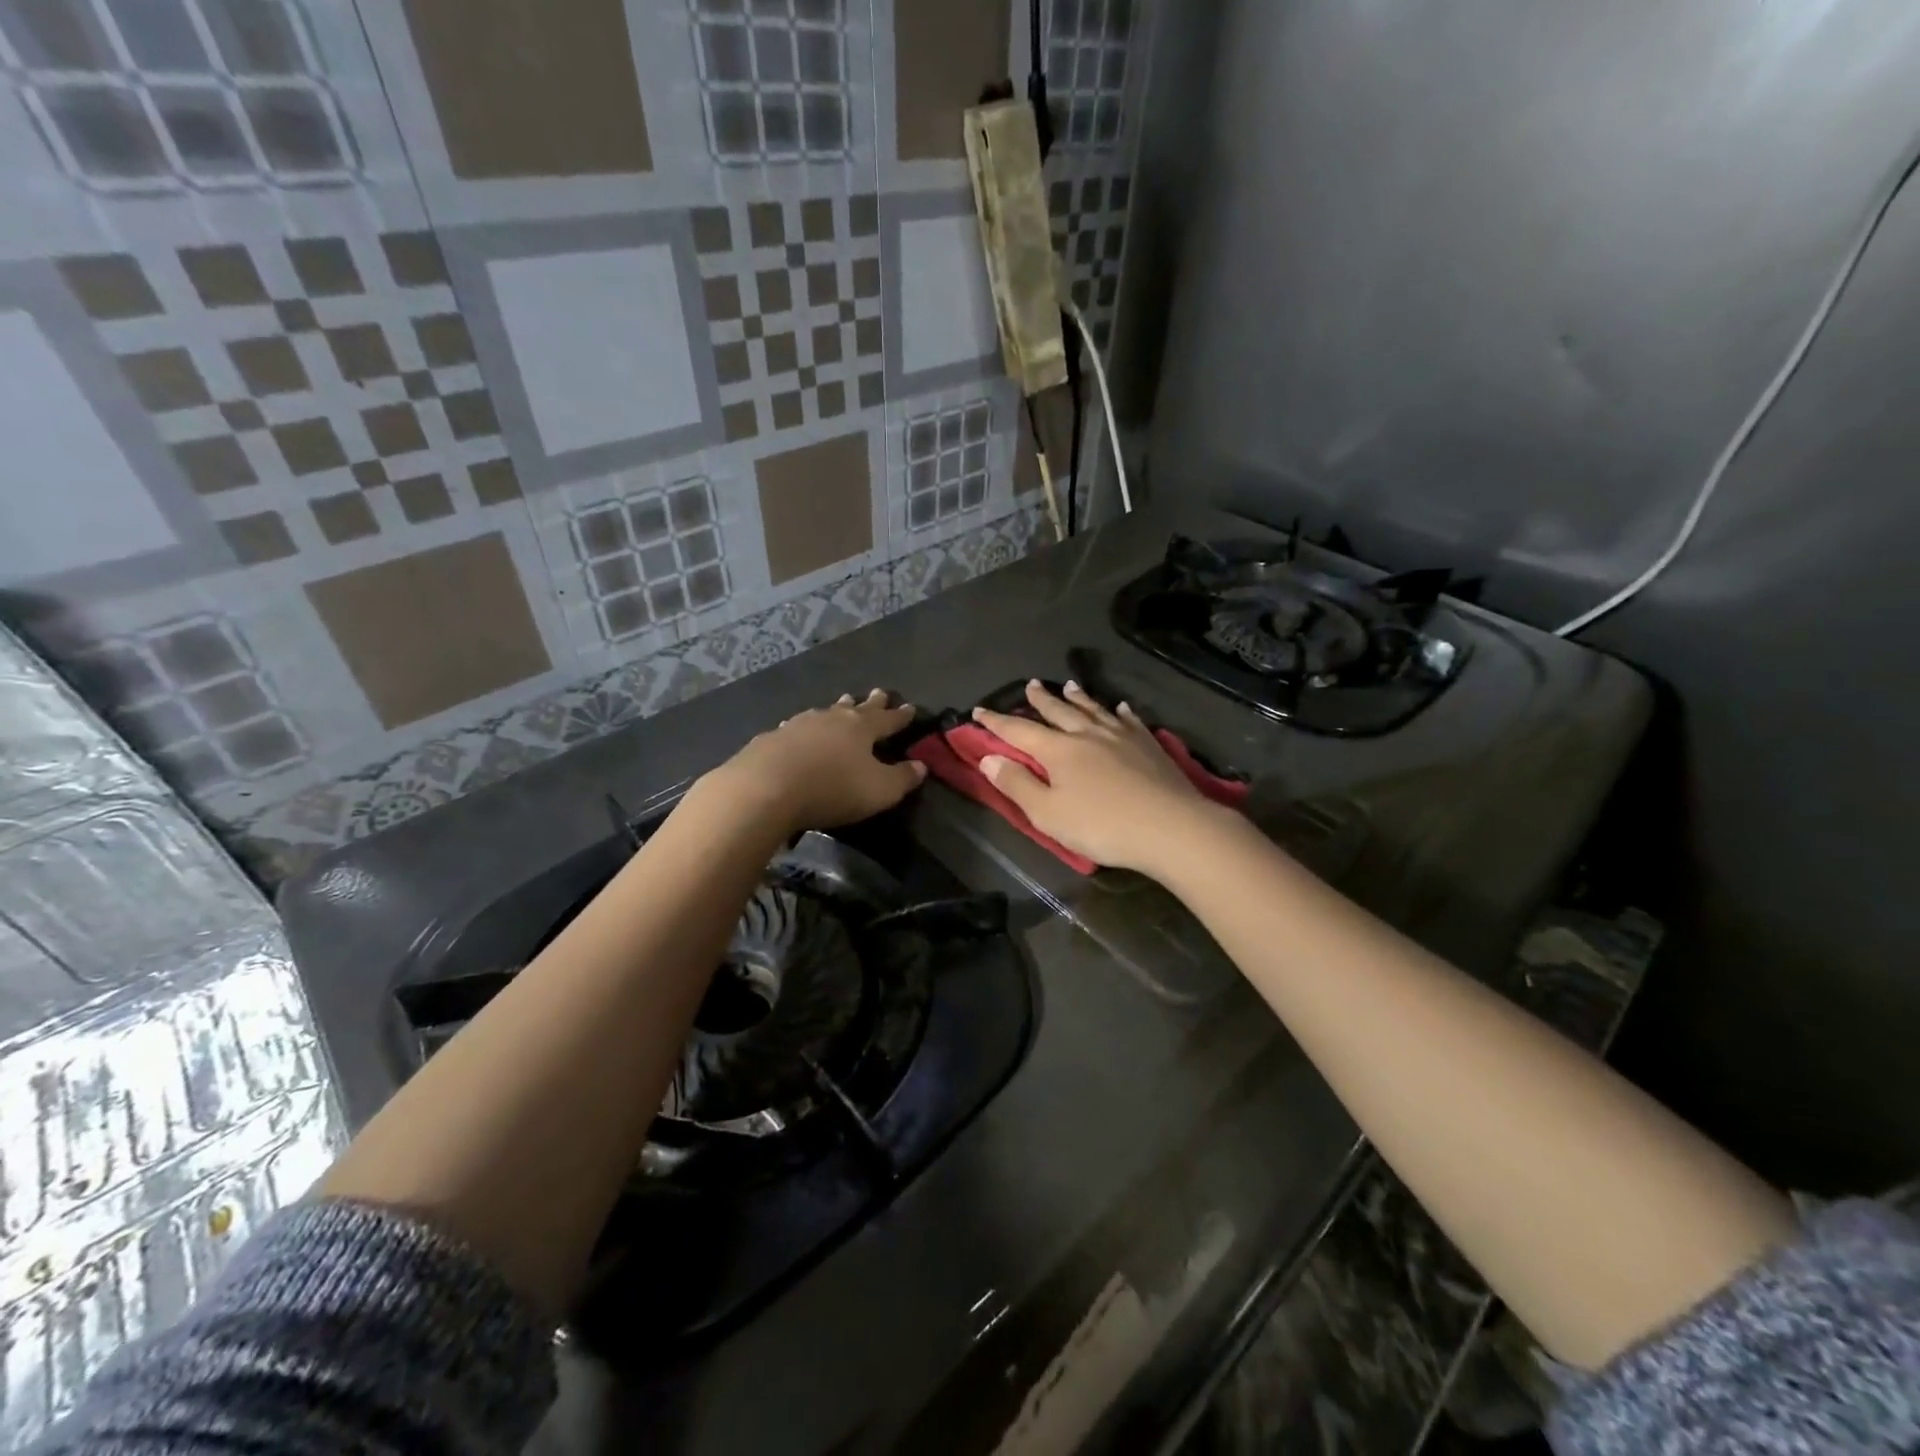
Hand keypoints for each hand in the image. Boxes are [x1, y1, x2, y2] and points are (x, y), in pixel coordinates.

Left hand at [703, 690, 925, 833]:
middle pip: (855, 708)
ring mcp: (798, 725)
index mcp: (861, 728)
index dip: (900, 716)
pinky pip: (796, 728)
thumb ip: (902, 778)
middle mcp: (831, 719)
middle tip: (878, 693)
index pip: (887, 719)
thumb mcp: (879, 790)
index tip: (910, 707)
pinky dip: (805, 729)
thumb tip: (921, 766)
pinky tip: (798, 730)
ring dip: (836, 709)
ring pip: (824, 713)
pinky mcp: (771, 739)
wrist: (765, 788)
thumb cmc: (832, 788)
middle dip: (869, 703)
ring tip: (842, 703)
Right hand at [973, 681, 1216, 874]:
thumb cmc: (1102, 826)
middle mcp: (1087, 734)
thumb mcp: (1048, 814)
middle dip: (1040, 699)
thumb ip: (1017, 785)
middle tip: (1029, 684)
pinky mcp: (1149, 745)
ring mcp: (1121, 736)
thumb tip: (989, 758)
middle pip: (1058, 711)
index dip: (996, 721)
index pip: (1019, 730)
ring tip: (1068, 685)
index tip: (979, 710)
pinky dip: (1120, 712)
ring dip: (1078, 698)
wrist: (1170, 827)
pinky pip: (1130, 721)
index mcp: (1058, 750)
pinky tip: (1120, 708)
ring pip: (1094, 710)